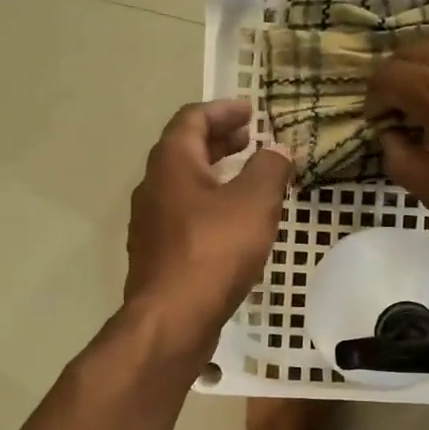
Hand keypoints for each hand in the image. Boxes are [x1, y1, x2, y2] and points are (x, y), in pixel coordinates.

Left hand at [124, 100, 290, 357]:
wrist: (172, 319)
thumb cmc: (213, 252)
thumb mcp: (254, 203)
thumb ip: (269, 170)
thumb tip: (277, 149)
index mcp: (172, 163)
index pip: (192, 119)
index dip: (223, 110)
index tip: (250, 110)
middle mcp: (153, 186)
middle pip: (185, 150)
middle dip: (219, 140)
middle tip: (250, 138)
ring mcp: (151, 223)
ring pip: (184, 185)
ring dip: (215, 173)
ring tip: (247, 178)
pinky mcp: (158, 253)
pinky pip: (185, 214)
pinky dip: (210, 204)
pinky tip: (233, 223)